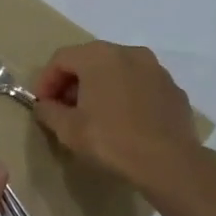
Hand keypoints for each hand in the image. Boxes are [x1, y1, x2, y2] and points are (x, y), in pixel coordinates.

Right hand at [32, 42, 201, 192]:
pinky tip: (124, 122)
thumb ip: (48, 111)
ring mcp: (156, 69)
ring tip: (94, 116)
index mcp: (99, 56)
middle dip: (73, 83)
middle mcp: (129, 52)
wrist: (169, 163)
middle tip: (64, 109)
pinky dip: (127, 96)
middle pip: (90, 60)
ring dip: (101, 88)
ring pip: (118, 71)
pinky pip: (141, 86)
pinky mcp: (173, 89)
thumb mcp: (68, 130)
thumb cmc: (111, 140)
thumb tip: (44, 105)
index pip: (61, 59)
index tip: (41, 104)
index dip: (46, 81)